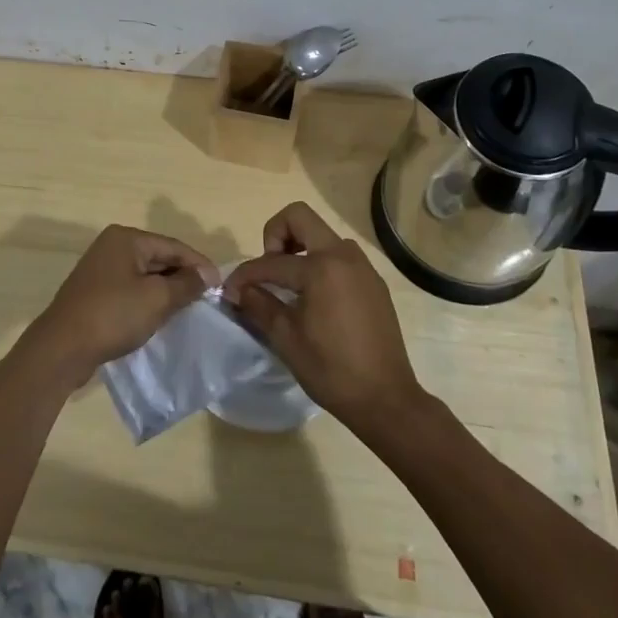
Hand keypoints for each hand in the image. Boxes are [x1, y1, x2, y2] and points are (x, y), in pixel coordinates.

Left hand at [26, 225, 219, 385]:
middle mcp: (112, 246)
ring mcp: (100, 269)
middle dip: (182, 276)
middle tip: (207, 298)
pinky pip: (131, 290)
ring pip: (145, 275)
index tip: (220, 284)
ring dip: (166, 290)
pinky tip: (160, 316)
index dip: (198, 264)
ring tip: (189, 308)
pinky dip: (148, 300)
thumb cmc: (113, 315)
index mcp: (126, 238)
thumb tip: (207, 274)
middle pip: (158, 258)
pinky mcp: (95, 293)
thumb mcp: (157, 298)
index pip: (173, 245)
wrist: (62, 348)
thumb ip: (186, 284)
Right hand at [223, 202, 424, 431]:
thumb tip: (239, 290)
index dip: (245, 275)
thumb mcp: (286, 338)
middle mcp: (343, 255)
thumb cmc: (331, 370)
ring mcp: (362, 266)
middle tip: (269, 270)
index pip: (271, 261)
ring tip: (289, 285)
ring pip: (322, 234)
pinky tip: (314, 298)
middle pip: (299, 217)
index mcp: (320, 267)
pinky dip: (320, 263)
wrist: (386, 399)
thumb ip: (259, 305)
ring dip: (299, 247)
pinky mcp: (373, 281)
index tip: (231, 291)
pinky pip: (339, 256)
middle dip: (275, 235)